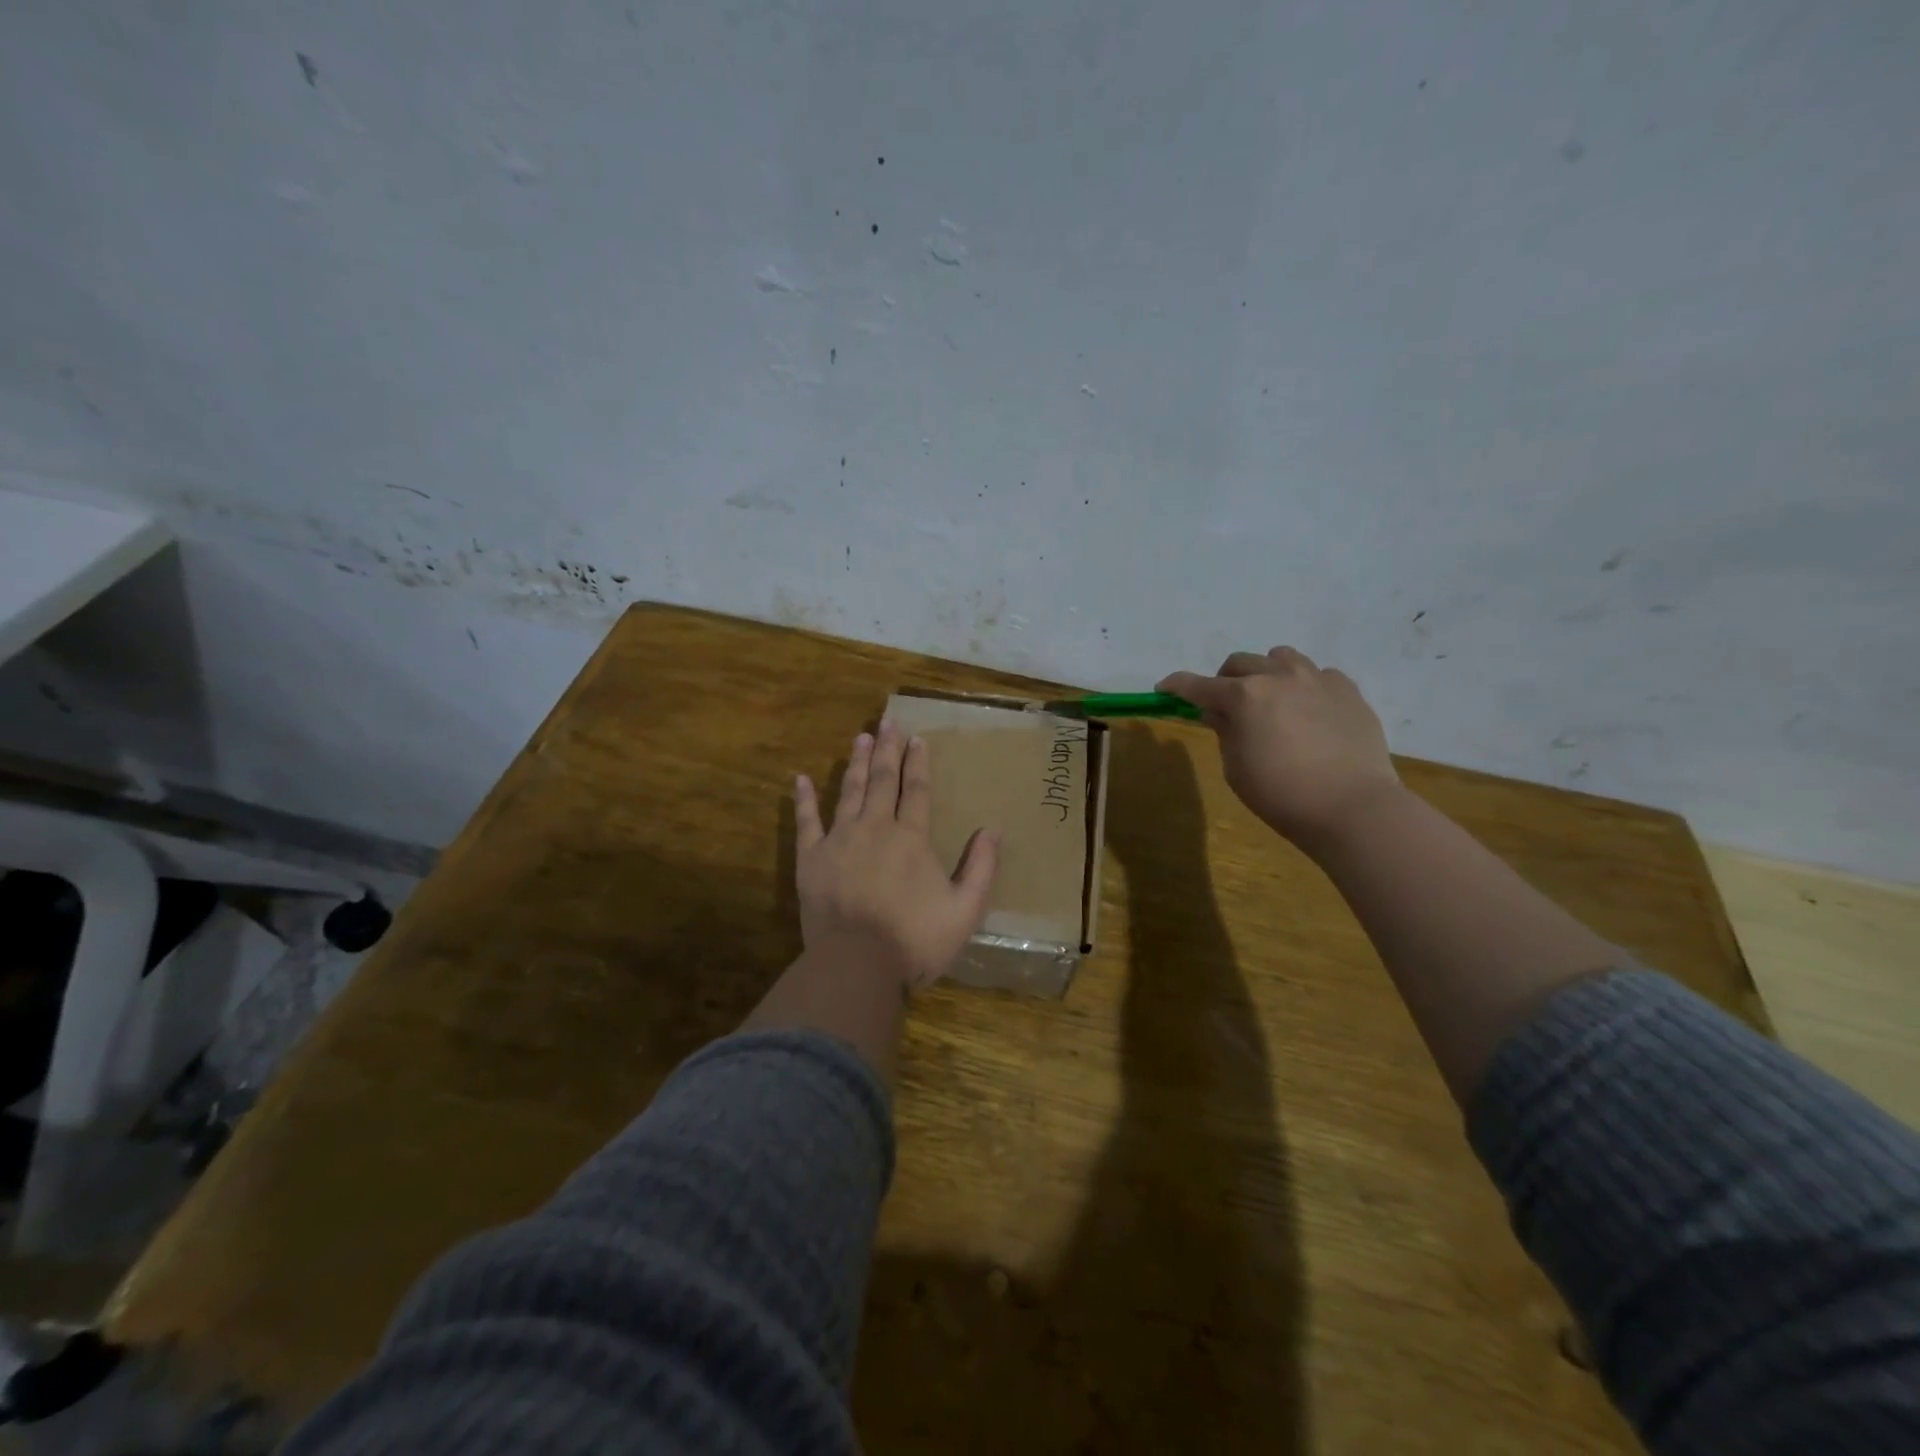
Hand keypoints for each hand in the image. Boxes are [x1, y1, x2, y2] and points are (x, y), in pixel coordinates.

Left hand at [795, 719, 999, 991]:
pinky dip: (803, 799)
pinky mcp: (811, 859)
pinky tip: (800, 778)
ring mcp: (840, 840)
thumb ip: (981, 868)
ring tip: (860, 737)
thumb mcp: (965, 910)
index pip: (918, 790)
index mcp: (911, 838)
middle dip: (888, 750)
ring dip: (857, 763)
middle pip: (883, 781)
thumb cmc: (915, 940)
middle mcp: (876, 828)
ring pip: (849, 791)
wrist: (857, 965)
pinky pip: (806, 822)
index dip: (919, 763)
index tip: (917, 738)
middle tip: (888, 721)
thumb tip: (993, 830)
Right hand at [1158, 647, 1401, 849]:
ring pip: (1280, 658)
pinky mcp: (1348, 690)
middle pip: (1239, 663)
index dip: (1176, 686)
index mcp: (1244, 696)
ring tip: (1271, 700)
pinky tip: (1308, 712)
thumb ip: (1225, 732)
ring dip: (1266, 674)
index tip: (1163, 689)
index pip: (1197, 685)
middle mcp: (1278, 676)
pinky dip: (1304, 687)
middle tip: (1225, 705)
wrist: (1353, 807)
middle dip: (1224, 681)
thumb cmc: (1282, 795)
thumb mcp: (1236, 768)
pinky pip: (1318, 674)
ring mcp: (1317, 679)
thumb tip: (1219, 713)